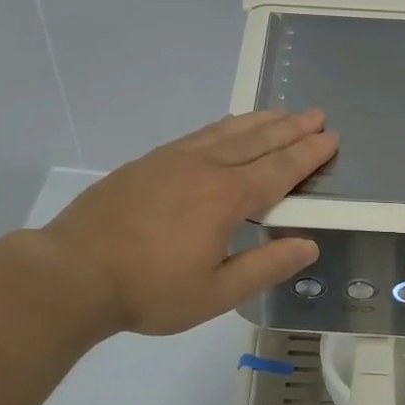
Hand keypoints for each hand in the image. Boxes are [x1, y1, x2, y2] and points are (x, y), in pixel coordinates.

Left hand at [36, 110, 336, 337]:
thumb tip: (308, 245)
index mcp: (226, 198)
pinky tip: (228, 127)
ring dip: (260, 121)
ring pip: (227, 132)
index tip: (330, 139)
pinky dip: (224, 126)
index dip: (308, 155)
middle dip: (291, 129)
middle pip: (258, 141)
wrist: (74, 272)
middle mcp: (205, 168)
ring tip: (282, 112)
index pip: (279, 170)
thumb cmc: (149, 290)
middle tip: (317, 115)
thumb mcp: (216, 292)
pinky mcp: (148, 162)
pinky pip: (198, 134)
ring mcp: (173, 160)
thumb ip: (265, 266)